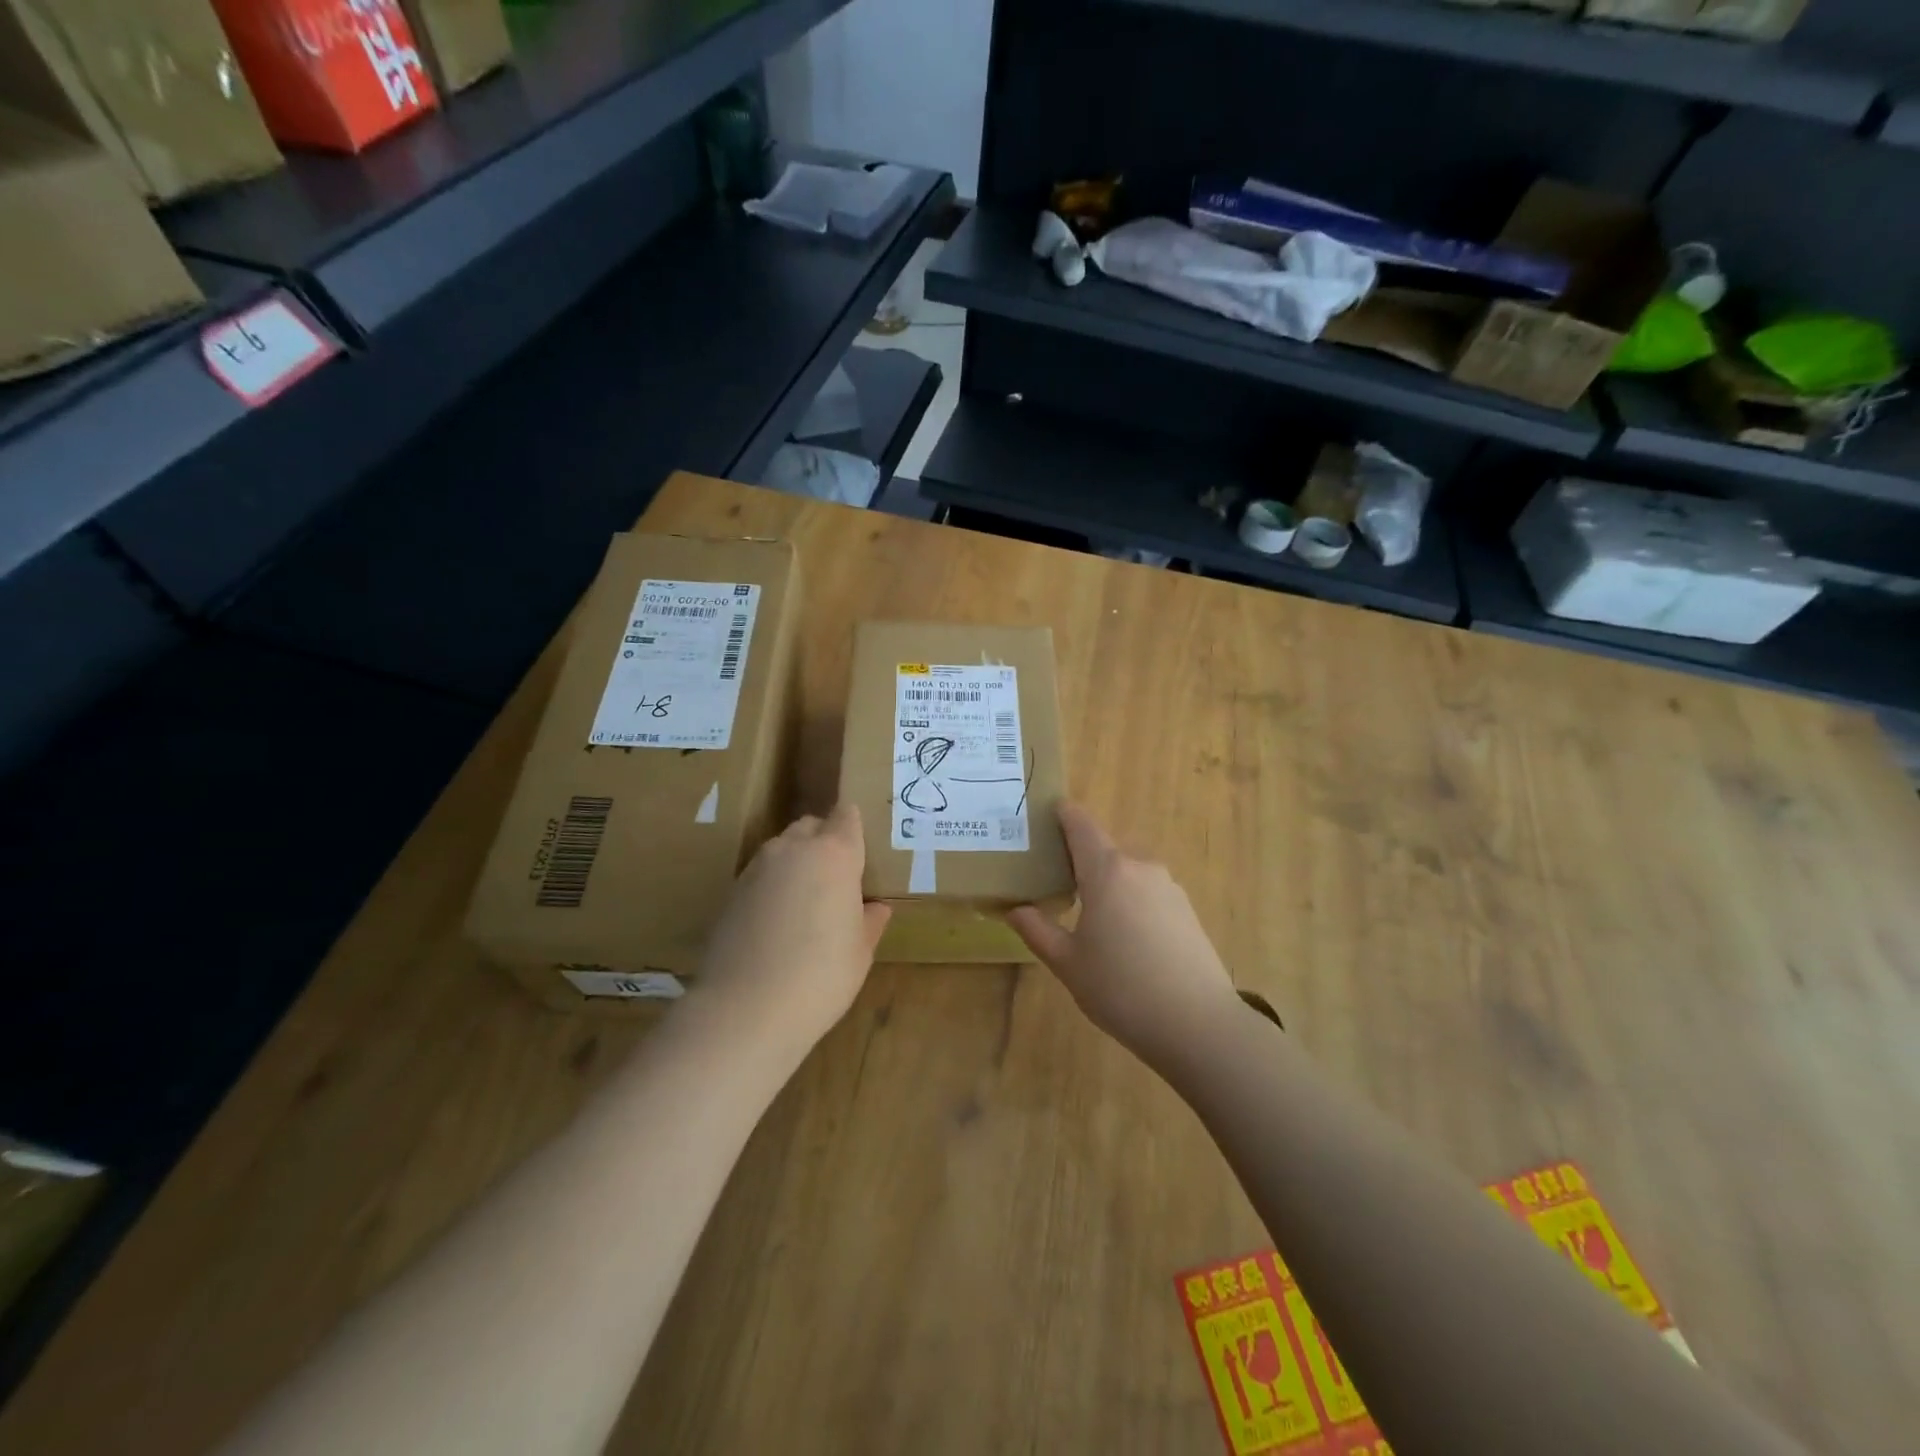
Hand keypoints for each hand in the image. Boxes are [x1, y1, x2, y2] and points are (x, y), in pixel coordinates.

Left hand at [695, 804, 891, 1052]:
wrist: (746, 1008)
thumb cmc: (821, 976)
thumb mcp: (860, 952)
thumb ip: (869, 921)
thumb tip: (876, 909)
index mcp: (835, 854)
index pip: (846, 816)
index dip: (853, 827)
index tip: (861, 848)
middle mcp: (793, 849)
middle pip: (811, 826)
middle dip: (824, 841)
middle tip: (837, 877)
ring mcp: (757, 868)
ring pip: (782, 849)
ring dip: (796, 863)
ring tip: (805, 902)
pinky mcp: (730, 891)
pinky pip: (760, 875)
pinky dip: (772, 887)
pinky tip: (777, 922)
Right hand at [1008, 804, 1241, 1070]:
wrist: (1198, 1024)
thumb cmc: (1121, 989)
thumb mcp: (1068, 963)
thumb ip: (1037, 930)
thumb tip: (1015, 908)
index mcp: (1107, 871)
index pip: (1081, 824)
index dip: (1062, 814)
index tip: (1044, 815)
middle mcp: (1140, 867)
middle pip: (1104, 847)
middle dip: (1079, 856)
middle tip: (1054, 879)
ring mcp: (1168, 886)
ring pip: (1127, 870)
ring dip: (1106, 880)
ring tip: (1087, 912)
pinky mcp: (1186, 909)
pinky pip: (1147, 889)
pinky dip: (1129, 898)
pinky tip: (1123, 935)